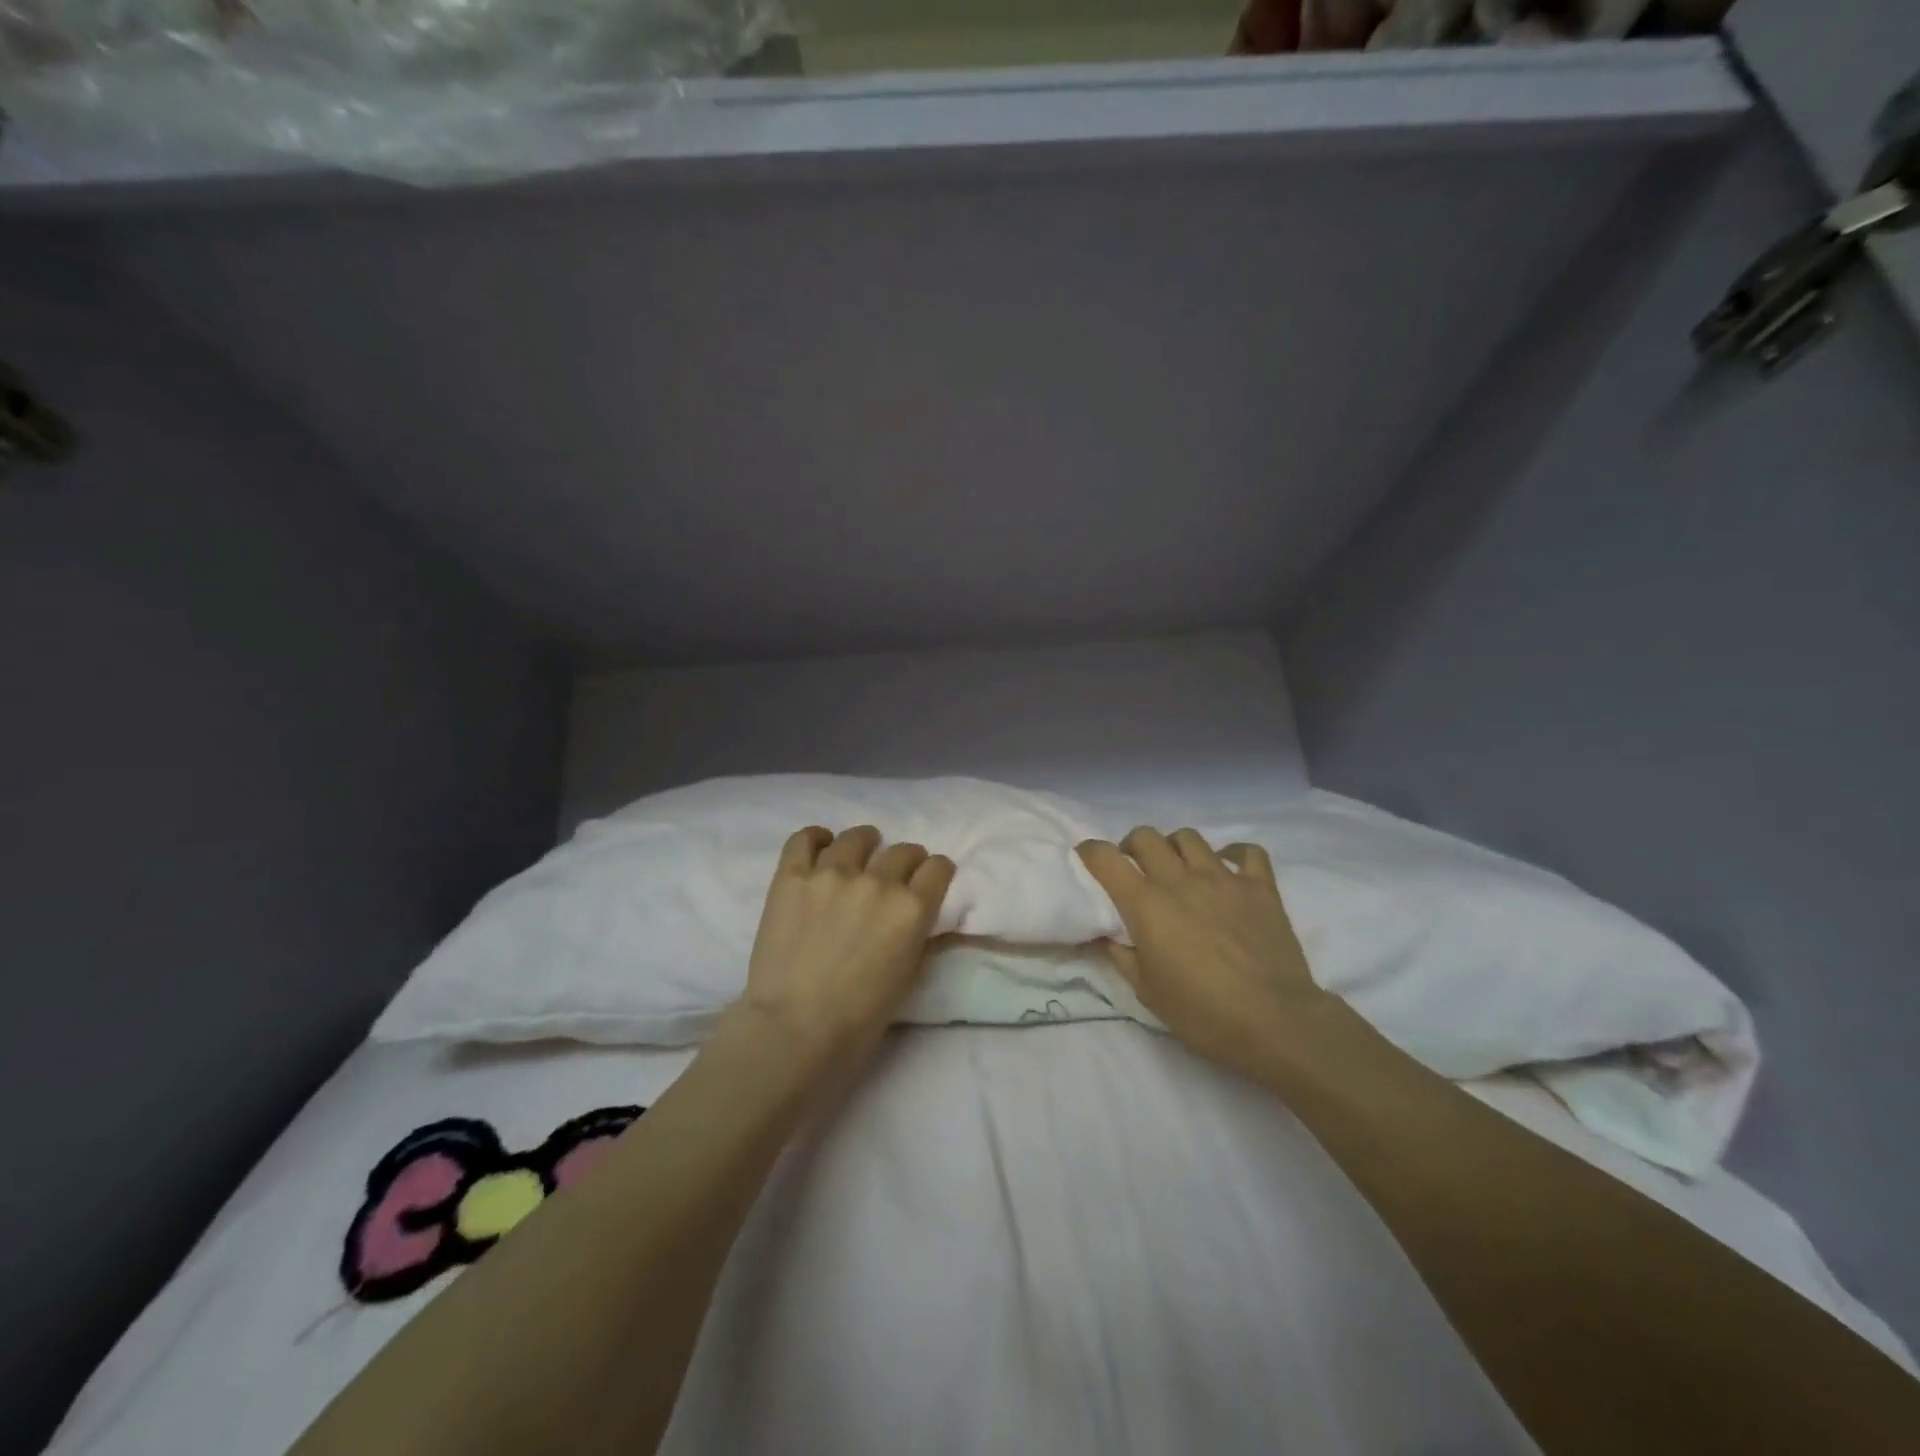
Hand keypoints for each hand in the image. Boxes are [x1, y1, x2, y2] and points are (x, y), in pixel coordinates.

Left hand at [733, 826, 955, 1069]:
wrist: (795, 1029)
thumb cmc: (860, 1018)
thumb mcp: (909, 977)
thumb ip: (919, 937)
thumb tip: (920, 917)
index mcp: (912, 909)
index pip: (938, 868)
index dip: (937, 872)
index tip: (930, 880)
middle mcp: (877, 881)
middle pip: (903, 851)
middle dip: (906, 860)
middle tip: (895, 875)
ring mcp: (832, 873)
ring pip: (857, 838)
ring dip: (865, 844)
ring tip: (858, 853)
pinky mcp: (792, 876)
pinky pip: (805, 839)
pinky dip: (817, 838)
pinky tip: (821, 845)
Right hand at [1077, 828, 1329, 1077]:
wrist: (1275, 1022)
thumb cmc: (1202, 1013)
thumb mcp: (1146, 992)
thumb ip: (1120, 955)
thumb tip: (1103, 933)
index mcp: (1146, 904)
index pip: (1106, 858)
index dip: (1090, 852)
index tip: (1087, 859)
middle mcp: (1180, 880)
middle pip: (1145, 837)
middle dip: (1132, 846)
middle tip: (1135, 869)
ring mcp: (1223, 878)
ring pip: (1189, 838)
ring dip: (1175, 848)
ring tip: (1178, 868)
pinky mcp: (1260, 887)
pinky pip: (1247, 852)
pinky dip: (1233, 854)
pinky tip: (1227, 869)